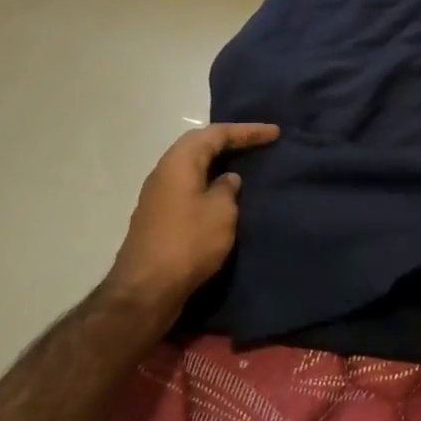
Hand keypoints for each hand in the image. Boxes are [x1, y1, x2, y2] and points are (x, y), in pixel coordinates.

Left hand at [104, 123, 279, 318]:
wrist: (146, 289)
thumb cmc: (188, 243)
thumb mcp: (220, 212)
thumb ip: (227, 189)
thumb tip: (227, 180)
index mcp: (179, 163)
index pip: (215, 134)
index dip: (246, 131)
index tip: (274, 133)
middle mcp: (164, 172)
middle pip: (199, 146)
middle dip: (230, 141)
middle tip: (258, 143)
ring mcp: (158, 196)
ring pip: (192, 167)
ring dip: (218, 163)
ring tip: (245, 165)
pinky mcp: (160, 217)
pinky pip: (189, 187)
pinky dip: (209, 183)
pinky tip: (225, 194)